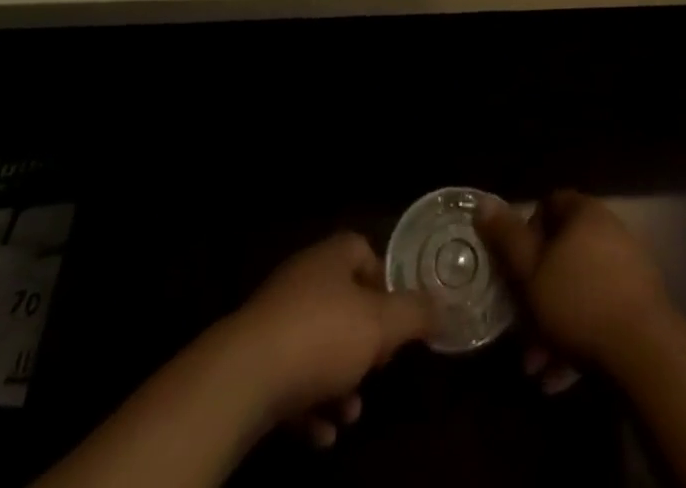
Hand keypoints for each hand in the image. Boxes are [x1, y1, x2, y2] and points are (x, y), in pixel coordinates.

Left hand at [221, 233, 433, 446]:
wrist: (242, 379)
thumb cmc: (321, 337)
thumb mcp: (382, 325)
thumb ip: (416, 314)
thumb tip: (442, 307)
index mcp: (332, 257)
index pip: (364, 251)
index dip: (385, 282)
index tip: (399, 318)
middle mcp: (303, 280)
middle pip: (344, 305)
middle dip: (364, 344)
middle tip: (379, 370)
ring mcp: (275, 321)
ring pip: (319, 348)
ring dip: (339, 382)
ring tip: (351, 413)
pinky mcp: (254, 362)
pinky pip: (292, 380)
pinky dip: (310, 406)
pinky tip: (321, 434)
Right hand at [477, 191, 672, 378]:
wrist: (646, 352)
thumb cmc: (579, 302)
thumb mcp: (530, 271)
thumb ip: (506, 238)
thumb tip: (483, 202)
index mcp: (584, 213)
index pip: (549, 204)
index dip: (526, 230)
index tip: (512, 264)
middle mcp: (609, 231)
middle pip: (563, 253)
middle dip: (537, 292)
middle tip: (519, 326)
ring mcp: (628, 268)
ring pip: (579, 290)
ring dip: (553, 325)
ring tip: (535, 365)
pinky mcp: (639, 305)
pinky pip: (600, 314)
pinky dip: (578, 339)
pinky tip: (559, 378)